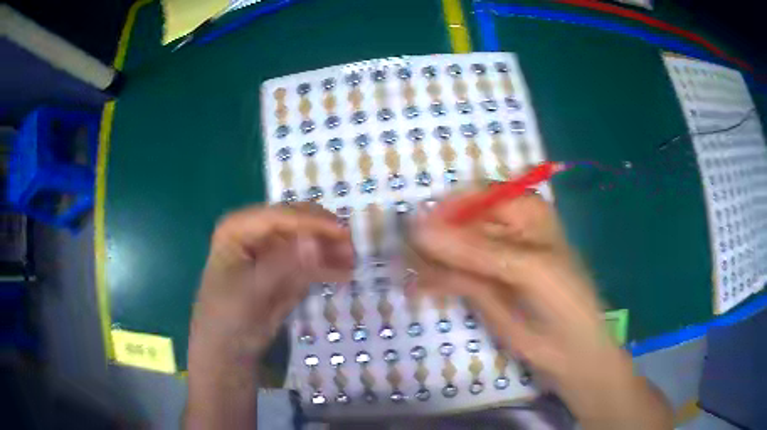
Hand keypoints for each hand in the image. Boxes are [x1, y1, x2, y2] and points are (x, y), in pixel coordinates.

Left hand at [185, 203, 352, 429]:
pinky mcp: (283, 268)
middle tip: (350, 250)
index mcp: (238, 227)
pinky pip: (309, 261)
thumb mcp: (253, 290)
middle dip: (323, 234)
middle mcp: (255, 231)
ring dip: (328, 250)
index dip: (312, 223)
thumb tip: (315, 242)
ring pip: (307, 240)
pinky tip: (343, 274)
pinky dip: (325, 266)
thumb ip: (284, 265)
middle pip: (296, 223)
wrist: (228, 348)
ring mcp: (271, 249)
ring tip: (351, 263)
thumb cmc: (229, 316)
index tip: (343, 234)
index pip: (280, 216)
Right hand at [409, 193, 671, 428]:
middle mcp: (503, 227)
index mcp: (522, 209)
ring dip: (425, 261)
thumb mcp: (525, 269)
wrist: (569, 353)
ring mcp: (489, 258)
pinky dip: (431, 280)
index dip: (444, 209)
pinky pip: (448, 274)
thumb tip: (417, 229)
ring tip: (404, 275)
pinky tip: (416, 289)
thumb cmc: (562, 302)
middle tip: (403, 258)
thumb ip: (474, 251)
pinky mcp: (479, 284)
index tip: (415, 231)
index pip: (474, 196)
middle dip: (431, 239)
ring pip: (449, 250)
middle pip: (457, 223)